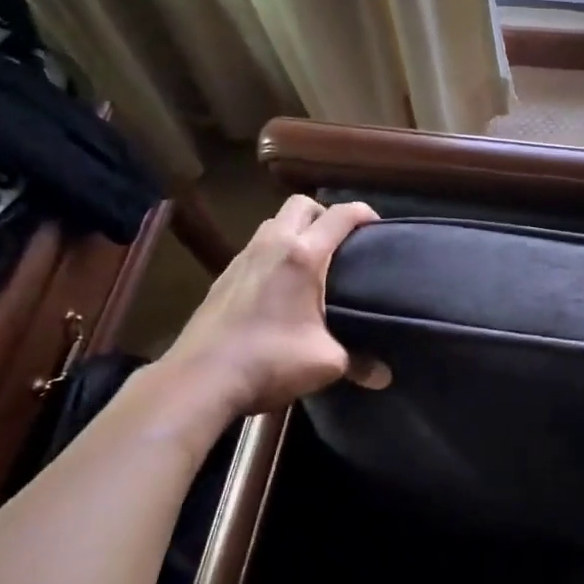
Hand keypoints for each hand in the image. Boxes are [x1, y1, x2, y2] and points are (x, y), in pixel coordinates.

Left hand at [161, 195, 387, 416]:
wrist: (200, 379)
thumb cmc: (270, 361)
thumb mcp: (325, 363)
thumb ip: (359, 362)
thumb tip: (384, 376)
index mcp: (302, 255)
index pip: (340, 215)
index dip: (364, 212)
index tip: (379, 227)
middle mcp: (272, 245)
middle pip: (301, 205)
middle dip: (325, 214)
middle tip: (341, 243)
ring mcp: (242, 258)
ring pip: (274, 223)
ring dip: (295, 231)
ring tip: (311, 262)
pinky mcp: (223, 276)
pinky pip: (256, 248)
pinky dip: (274, 253)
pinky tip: (279, 286)